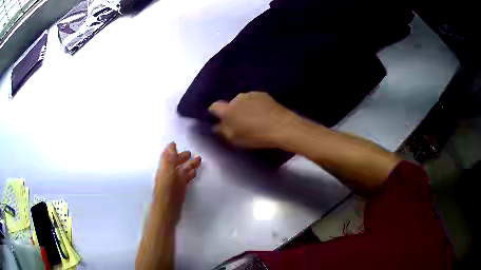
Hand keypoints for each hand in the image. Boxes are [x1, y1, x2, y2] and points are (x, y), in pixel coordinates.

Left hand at [153, 142, 200, 223]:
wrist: (167, 210)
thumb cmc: (166, 191)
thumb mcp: (168, 172)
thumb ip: (170, 159)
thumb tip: (171, 144)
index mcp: (164, 169)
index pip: (166, 156)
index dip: (170, 150)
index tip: (176, 143)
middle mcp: (168, 174)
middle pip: (175, 163)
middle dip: (182, 157)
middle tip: (190, 153)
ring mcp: (175, 183)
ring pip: (182, 171)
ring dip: (189, 165)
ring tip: (199, 160)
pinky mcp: (180, 190)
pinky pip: (186, 179)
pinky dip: (190, 175)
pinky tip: (195, 173)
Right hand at [208, 92, 297, 147]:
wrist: (282, 127)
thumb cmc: (256, 136)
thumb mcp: (236, 138)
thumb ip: (223, 131)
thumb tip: (217, 126)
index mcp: (228, 109)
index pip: (214, 106)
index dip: (214, 113)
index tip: (219, 119)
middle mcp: (237, 98)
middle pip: (229, 104)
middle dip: (232, 111)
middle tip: (239, 122)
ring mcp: (251, 94)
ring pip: (242, 101)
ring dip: (243, 107)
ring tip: (253, 118)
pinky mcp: (263, 94)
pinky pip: (253, 99)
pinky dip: (254, 105)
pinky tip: (262, 113)